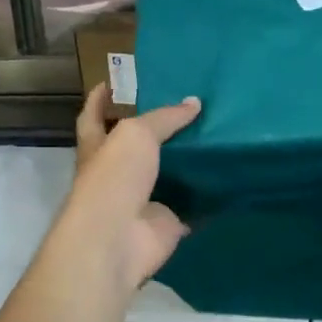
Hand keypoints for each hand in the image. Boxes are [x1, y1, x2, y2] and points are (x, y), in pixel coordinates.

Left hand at [69, 83, 201, 290]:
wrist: (118, 239)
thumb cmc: (114, 178)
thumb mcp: (136, 134)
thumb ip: (165, 118)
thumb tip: (194, 103)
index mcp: (98, 148)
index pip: (93, 117)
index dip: (99, 99)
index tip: (112, 82)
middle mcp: (117, 173)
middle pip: (136, 146)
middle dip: (156, 129)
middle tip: (187, 105)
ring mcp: (143, 200)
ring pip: (167, 174)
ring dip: (186, 160)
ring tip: (215, 134)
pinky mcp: (168, 222)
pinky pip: (192, 204)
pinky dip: (207, 195)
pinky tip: (228, 175)